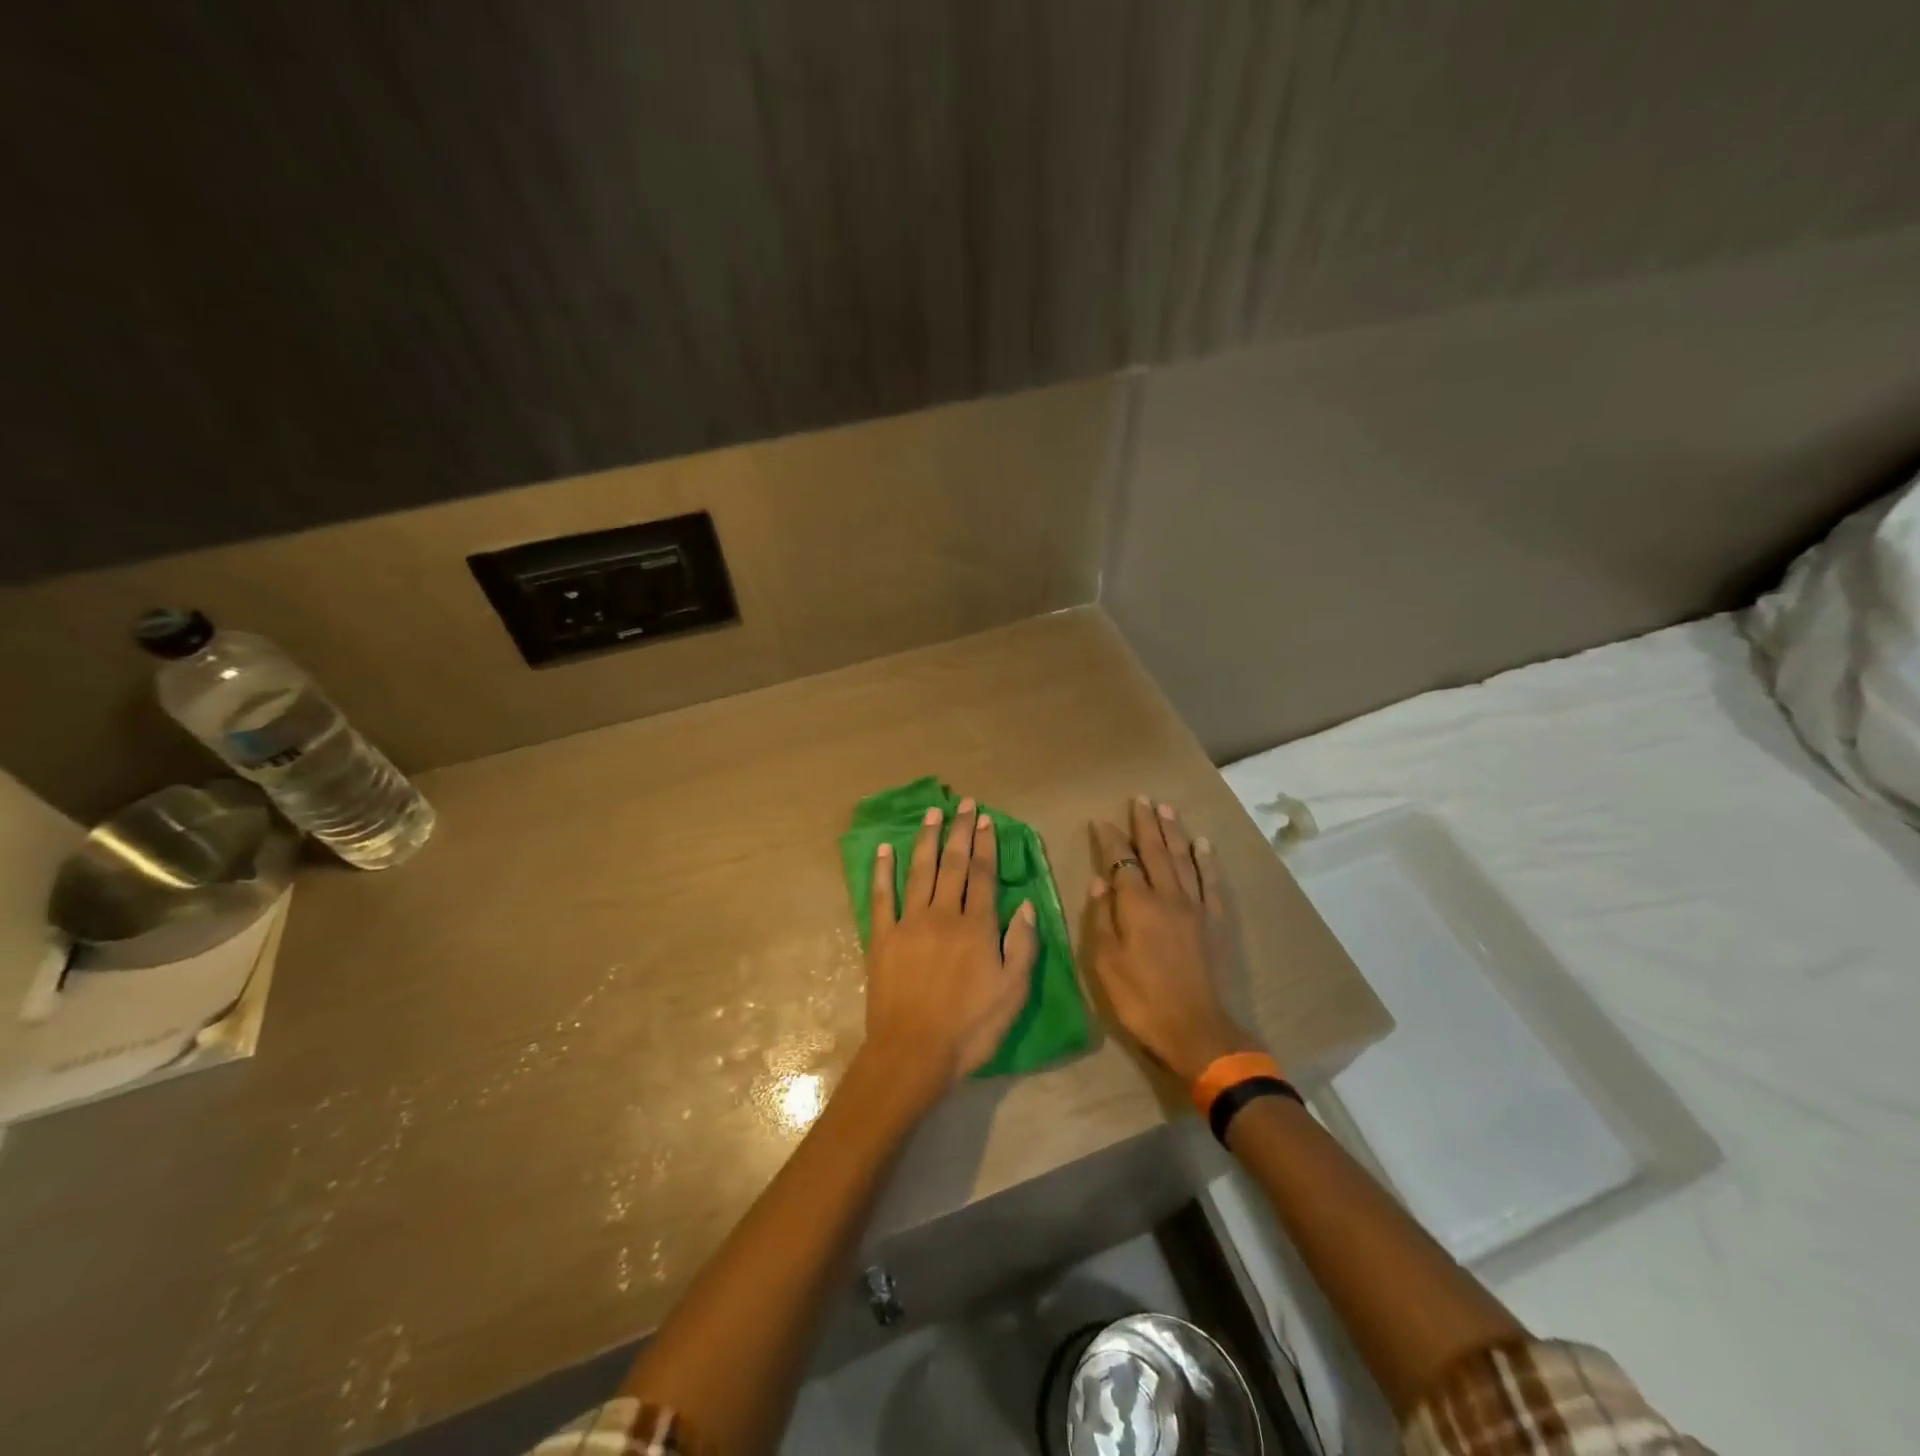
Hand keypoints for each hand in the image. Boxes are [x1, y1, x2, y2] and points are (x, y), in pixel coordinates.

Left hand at [862, 798, 1038, 1101]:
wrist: (913, 1052)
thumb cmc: (970, 1028)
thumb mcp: (1013, 993)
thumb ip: (1022, 946)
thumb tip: (1027, 905)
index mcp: (977, 927)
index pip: (983, 876)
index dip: (985, 845)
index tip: (985, 819)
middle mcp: (943, 915)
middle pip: (953, 865)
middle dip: (959, 831)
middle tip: (963, 803)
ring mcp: (909, 923)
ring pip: (920, 871)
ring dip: (926, 839)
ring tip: (931, 812)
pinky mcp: (882, 937)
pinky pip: (881, 897)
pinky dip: (882, 872)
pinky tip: (884, 850)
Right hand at [1084, 798, 1257, 1084]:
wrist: (1199, 1033)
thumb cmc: (1143, 1001)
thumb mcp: (1106, 965)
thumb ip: (1101, 919)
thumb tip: (1100, 881)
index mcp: (1137, 906)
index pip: (1120, 862)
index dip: (1110, 840)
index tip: (1101, 821)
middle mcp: (1168, 897)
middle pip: (1155, 852)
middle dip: (1145, 824)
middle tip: (1141, 799)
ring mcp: (1197, 908)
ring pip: (1184, 859)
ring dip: (1174, 832)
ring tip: (1167, 809)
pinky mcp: (1218, 923)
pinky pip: (1212, 883)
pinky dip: (1207, 861)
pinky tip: (1203, 845)